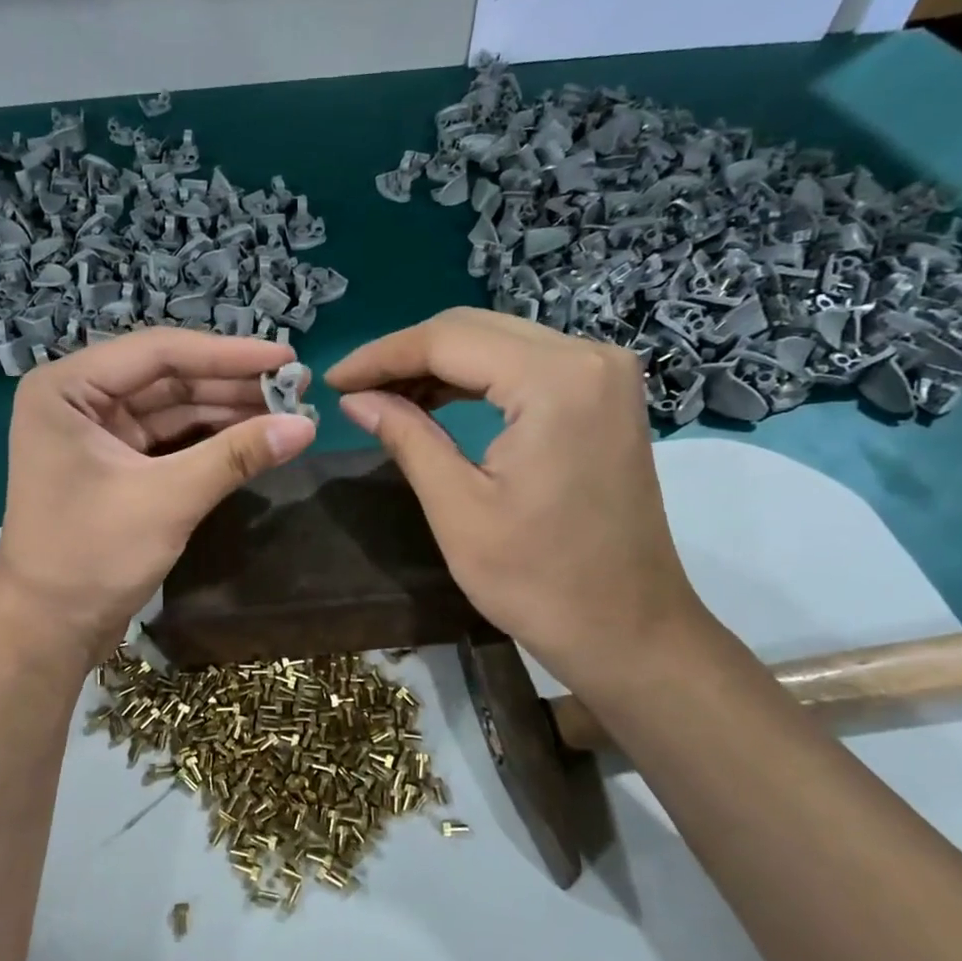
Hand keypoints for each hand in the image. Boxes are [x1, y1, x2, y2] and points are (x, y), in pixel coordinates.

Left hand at [0, 328, 317, 660]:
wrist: (48, 630)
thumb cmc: (92, 557)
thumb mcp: (168, 500)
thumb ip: (236, 456)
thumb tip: (307, 425)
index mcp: (67, 388)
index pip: (159, 352)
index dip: (228, 354)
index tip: (287, 357)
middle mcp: (78, 399)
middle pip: (168, 378)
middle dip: (232, 384)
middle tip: (297, 385)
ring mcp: (95, 433)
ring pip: (172, 409)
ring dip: (227, 411)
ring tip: (288, 410)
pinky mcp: (114, 465)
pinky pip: (169, 440)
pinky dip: (210, 441)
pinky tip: (255, 438)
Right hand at [326, 308, 706, 691]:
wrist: (629, 631)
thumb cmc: (538, 581)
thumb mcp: (457, 508)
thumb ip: (406, 437)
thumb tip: (355, 400)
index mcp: (554, 380)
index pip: (448, 339)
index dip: (380, 356)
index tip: (332, 381)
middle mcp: (588, 357)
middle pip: (475, 329)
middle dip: (406, 355)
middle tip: (352, 390)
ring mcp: (604, 375)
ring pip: (499, 343)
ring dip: (438, 365)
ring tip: (383, 397)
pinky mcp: (605, 398)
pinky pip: (526, 367)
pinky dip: (476, 379)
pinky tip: (435, 401)